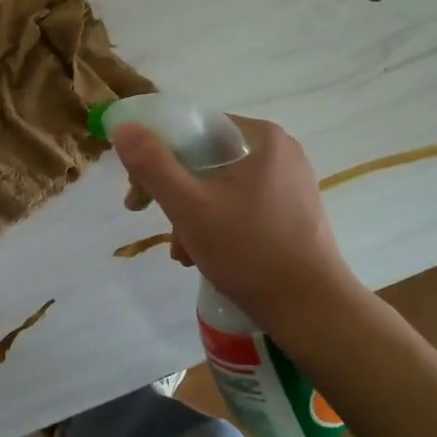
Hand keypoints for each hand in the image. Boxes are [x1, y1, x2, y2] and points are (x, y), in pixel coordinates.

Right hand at [111, 117, 359, 329]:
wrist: (312, 310)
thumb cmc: (249, 252)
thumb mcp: (189, 207)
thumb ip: (152, 164)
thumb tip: (123, 127)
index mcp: (259, 137)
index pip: (192, 128)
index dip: (156, 153)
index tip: (136, 188)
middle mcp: (279, 151)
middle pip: (204, 157)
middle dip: (172, 191)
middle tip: (148, 217)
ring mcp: (288, 181)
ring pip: (218, 184)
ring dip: (190, 213)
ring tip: (183, 251)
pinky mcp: (291, 210)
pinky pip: (239, 203)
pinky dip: (215, 223)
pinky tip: (203, 255)